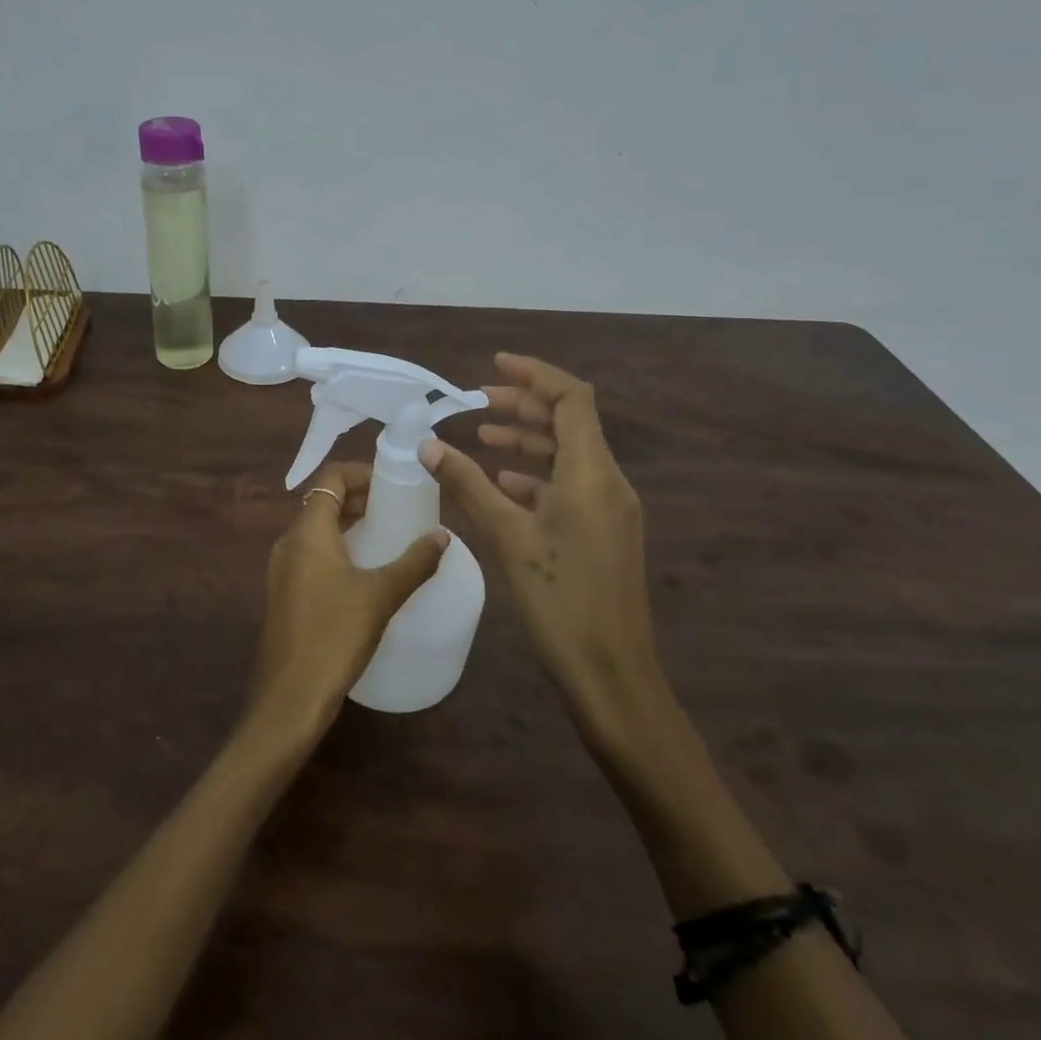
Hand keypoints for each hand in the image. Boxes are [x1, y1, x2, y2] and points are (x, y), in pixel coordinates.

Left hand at [250, 462, 449, 738]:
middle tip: (397, 505)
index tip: (393, 482)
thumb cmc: (335, 635)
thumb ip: (414, 563)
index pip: (330, 478)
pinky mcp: (285, 592)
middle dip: (359, 496)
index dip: (361, 473)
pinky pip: (312, 553)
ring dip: (348, 522)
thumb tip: (443, 535)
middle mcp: (289, 541)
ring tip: (386, 532)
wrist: (291, 696)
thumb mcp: (381, 596)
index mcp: (308, 531)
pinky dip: (337, 546)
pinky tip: (364, 569)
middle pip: (323, 501)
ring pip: (316, 529)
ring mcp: (283, 568)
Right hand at [421, 353, 674, 759]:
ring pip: (568, 454)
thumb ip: (468, 484)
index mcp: (591, 473)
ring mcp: (610, 508)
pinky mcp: (605, 532)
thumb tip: (428, 445)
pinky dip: (536, 475)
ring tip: (481, 440)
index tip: (492, 366)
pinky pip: (570, 485)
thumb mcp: (507, 536)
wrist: (612, 673)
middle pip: (569, 422)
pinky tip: (503, 485)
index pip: (571, 398)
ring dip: (527, 441)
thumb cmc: (559, 600)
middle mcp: (608, 481)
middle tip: (475, 404)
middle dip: (523, 407)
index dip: (534, 374)